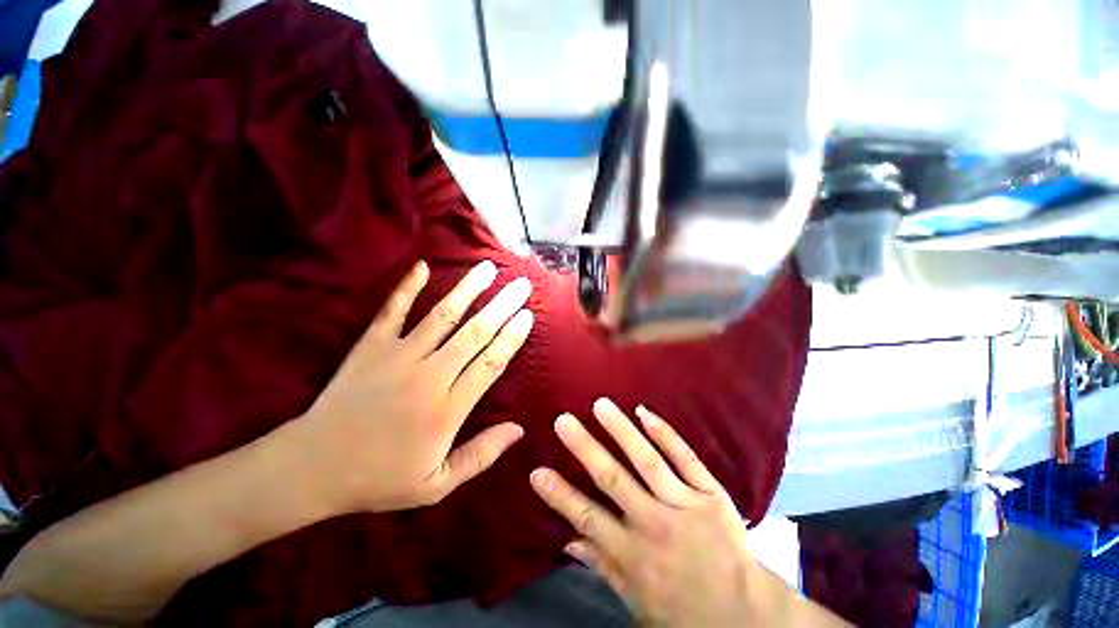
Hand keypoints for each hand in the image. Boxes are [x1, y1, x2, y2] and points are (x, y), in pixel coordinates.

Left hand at [295, 259, 532, 513]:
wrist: (311, 469)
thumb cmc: (379, 478)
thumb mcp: (436, 484)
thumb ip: (480, 455)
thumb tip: (518, 430)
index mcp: (448, 409)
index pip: (491, 363)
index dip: (512, 337)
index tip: (527, 315)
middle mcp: (429, 375)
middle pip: (475, 333)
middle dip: (502, 306)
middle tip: (521, 285)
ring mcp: (398, 356)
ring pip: (442, 316)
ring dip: (468, 290)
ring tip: (487, 269)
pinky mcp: (370, 346)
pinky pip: (392, 311)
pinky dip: (407, 287)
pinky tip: (423, 266)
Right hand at [529, 399, 759, 626]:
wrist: (748, 616)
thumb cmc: (685, 612)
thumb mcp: (637, 603)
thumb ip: (603, 568)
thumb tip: (567, 542)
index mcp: (634, 554)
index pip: (588, 518)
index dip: (560, 495)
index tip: (537, 471)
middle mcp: (655, 525)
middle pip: (614, 480)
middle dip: (585, 448)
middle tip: (563, 421)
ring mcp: (685, 506)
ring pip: (647, 461)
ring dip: (621, 430)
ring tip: (600, 405)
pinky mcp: (711, 494)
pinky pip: (686, 458)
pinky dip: (664, 434)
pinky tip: (644, 412)